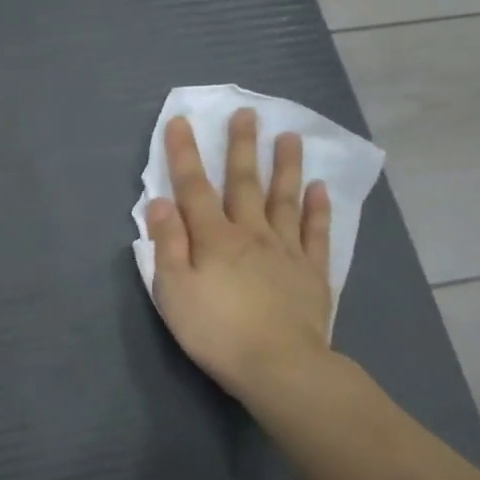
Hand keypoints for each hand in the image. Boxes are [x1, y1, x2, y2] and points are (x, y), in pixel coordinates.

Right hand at [146, 109, 333, 403]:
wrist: (279, 365)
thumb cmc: (215, 330)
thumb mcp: (174, 290)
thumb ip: (167, 244)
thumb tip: (159, 201)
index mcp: (213, 238)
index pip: (194, 188)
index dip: (184, 154)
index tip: (180, 121)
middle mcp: (251, 234)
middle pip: (244, 183)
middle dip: (242, 147)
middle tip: (247, 113)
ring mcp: (287, 251)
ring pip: (285, 199)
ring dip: (285, 167)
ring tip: (289, 136)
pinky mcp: (313, 273)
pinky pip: (316, 233)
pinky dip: (318, 209)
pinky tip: (320, 190)